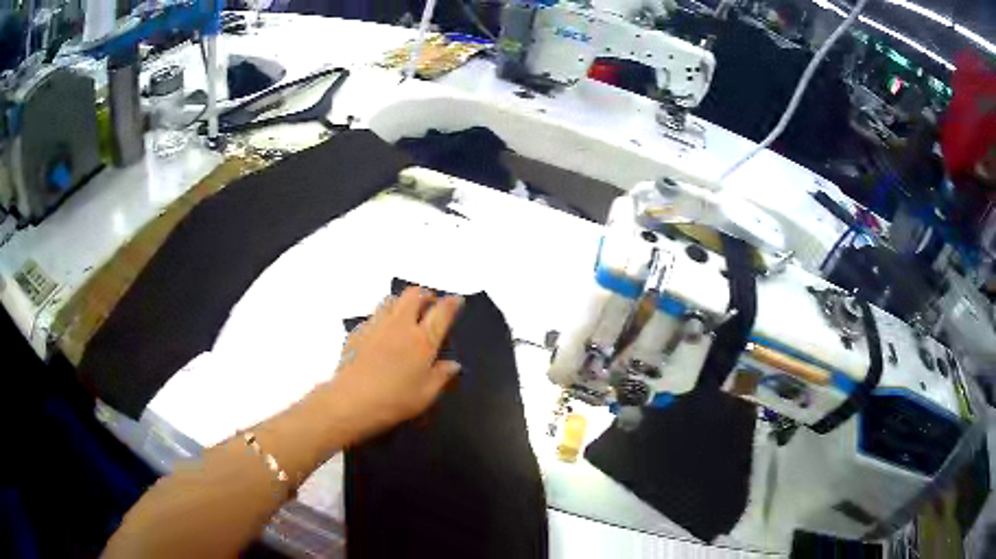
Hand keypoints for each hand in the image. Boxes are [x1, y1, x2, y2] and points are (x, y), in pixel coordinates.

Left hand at [325, 287, 463, 440]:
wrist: (351, 401)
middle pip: (414, 294)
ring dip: (402, 302)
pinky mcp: (357, 332)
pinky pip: (373, 315)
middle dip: (425, 295)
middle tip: (430, 304)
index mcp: (422, 340)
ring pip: (391, 300)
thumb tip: (453, 365)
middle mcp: (400, 325)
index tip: (456, 300)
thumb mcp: (426, 395)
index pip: (442, 312)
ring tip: (406, 315)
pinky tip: (381, 335)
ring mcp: (376, 325)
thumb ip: (441, 376)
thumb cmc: (394, 401)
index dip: (452, 303)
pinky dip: (382, 318)